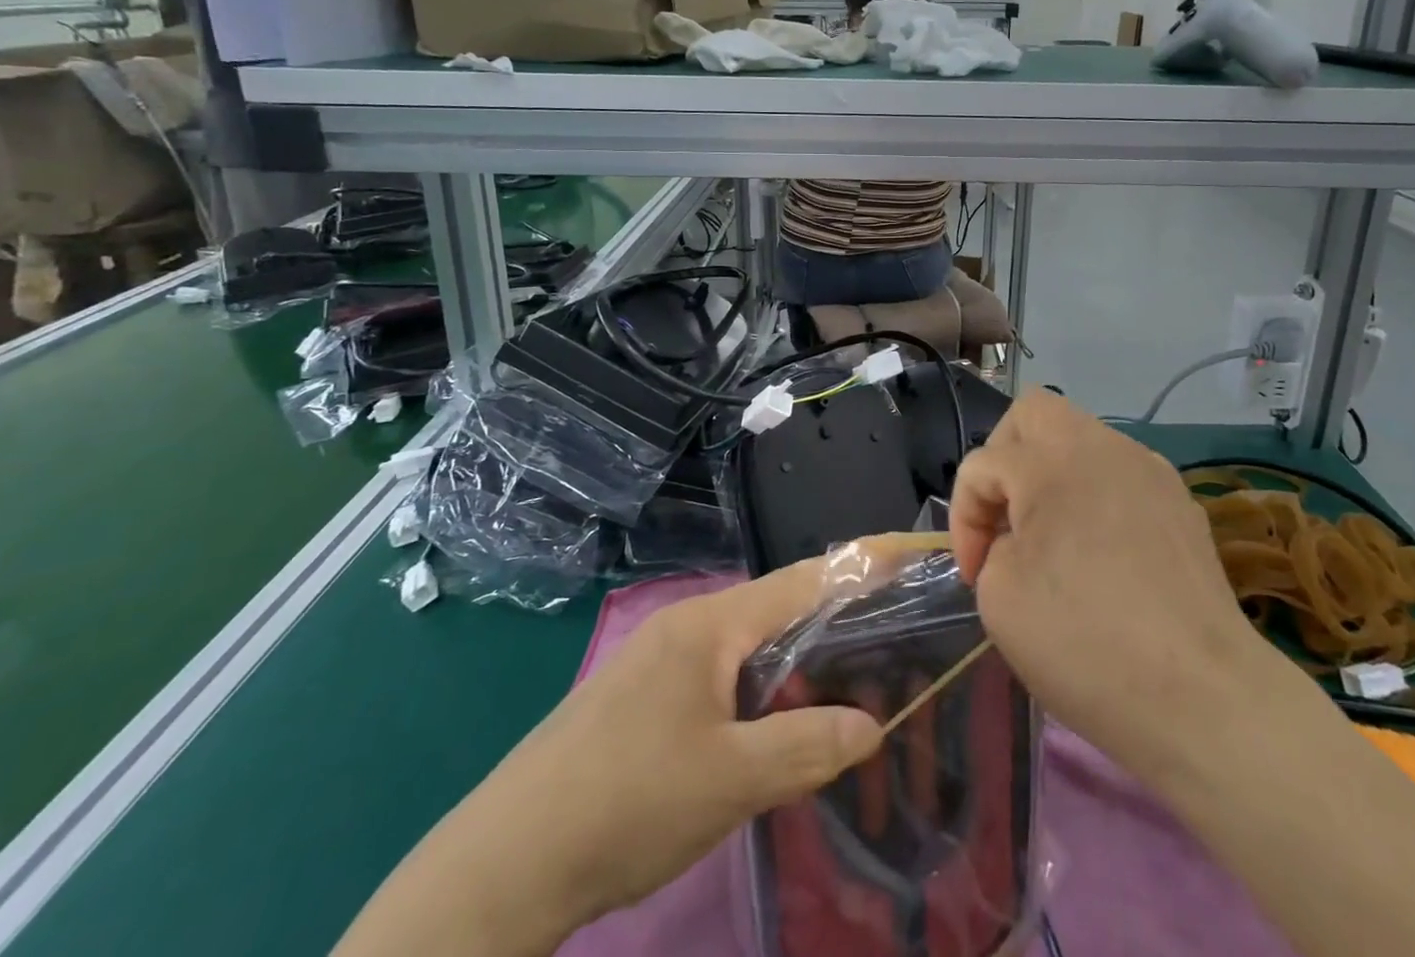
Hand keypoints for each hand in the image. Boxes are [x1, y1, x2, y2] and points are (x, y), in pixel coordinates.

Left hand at [542, 561, 884, 916]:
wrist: (503, 864)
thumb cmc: (626, 804)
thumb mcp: (730, 780)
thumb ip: (808, 746)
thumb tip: (872, 724)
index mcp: (711, 625)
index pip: (804, 579)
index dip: (863, 563)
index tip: (911, 550)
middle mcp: (689, 627)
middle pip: (780, 610)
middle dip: (839, 623)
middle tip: (896, 638)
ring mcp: (662, 662)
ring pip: (752, 650)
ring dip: (801, 667)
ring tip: (852, 688)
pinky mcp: (646, 700)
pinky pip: (725, 680)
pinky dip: (766, 694)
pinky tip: (782, 729)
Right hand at [950, 389, 1282, 783]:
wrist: (1203, 698)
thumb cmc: (1085, 643)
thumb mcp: (999, 597)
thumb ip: (993, 545)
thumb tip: (1019, 539)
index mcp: (1049, 463)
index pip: (982, 465)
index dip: (963, 519)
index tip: (975, 575)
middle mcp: (1101, 447)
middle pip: (1033, 413)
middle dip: (1004, 457)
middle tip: (1005, 517)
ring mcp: (1148, 469)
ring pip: (1081, 438)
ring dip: (1052, 474)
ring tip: (1052, 537)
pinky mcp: (1180, 501)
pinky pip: (1119, 474)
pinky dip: (1095, 497)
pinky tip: (1102, 554)